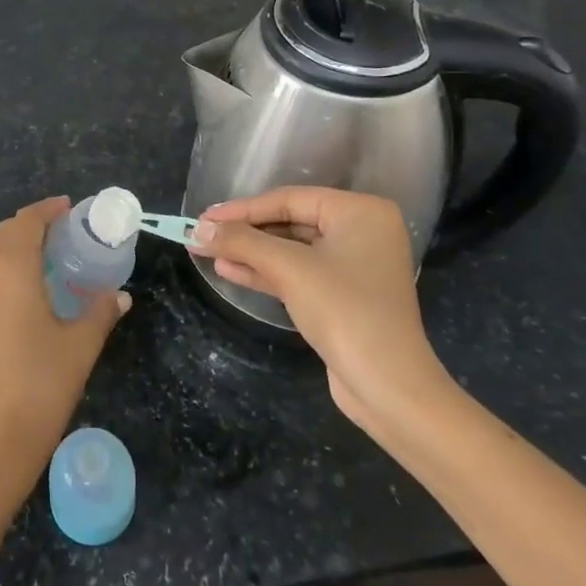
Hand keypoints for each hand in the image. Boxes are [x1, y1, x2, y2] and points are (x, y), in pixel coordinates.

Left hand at [0, 197, 128, 505]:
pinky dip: (11, 266)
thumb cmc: (41, 382)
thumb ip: (101, 311)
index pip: (27, 221)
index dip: (49, 209)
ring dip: (22, 245)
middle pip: (8, 232)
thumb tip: (119, 295)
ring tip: (57, 255)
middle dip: (36, 224)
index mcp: (10, 267)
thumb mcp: (81, 344)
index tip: (72, 208)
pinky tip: (36, 286)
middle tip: (70, 231)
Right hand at [191, 188, 449, 433]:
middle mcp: (362, 231)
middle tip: (203, 236)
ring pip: (291, 249)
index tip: (203, 218)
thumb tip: (197, 230)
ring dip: (250, 253)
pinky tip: (229, 271)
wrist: (388, 386)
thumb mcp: (288, 269)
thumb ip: (241, 243)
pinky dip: (266, 272)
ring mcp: (354, 265)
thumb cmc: (344, 310)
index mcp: (359, 211)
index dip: (242, 209)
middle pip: (290, 221)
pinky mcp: (344, 296)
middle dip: (245, 232)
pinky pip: (299, 273)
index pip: (289, 199)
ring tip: (208, 253)